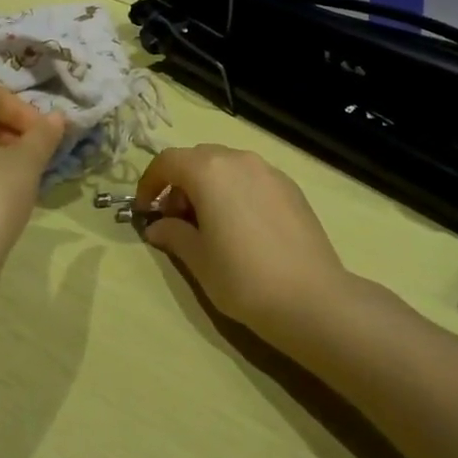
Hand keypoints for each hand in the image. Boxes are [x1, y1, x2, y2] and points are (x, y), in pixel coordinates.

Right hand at [134, 145, 351, 344]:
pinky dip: (236, 190)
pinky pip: (252, 178)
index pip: (167, 161)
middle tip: (177, 219)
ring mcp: (268, 170)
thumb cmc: (243, 278)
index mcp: (208, 171)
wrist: (312, 298)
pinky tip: (243, 226)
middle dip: (180, 183)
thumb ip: (173, 234)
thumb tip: (158, 226)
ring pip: (227, 165)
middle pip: (197, 158)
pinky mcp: (290, 186)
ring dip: (209, 185)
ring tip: (210, 223)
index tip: (145, 210)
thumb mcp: (198, 259)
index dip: (150, 183)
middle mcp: (238, 159)